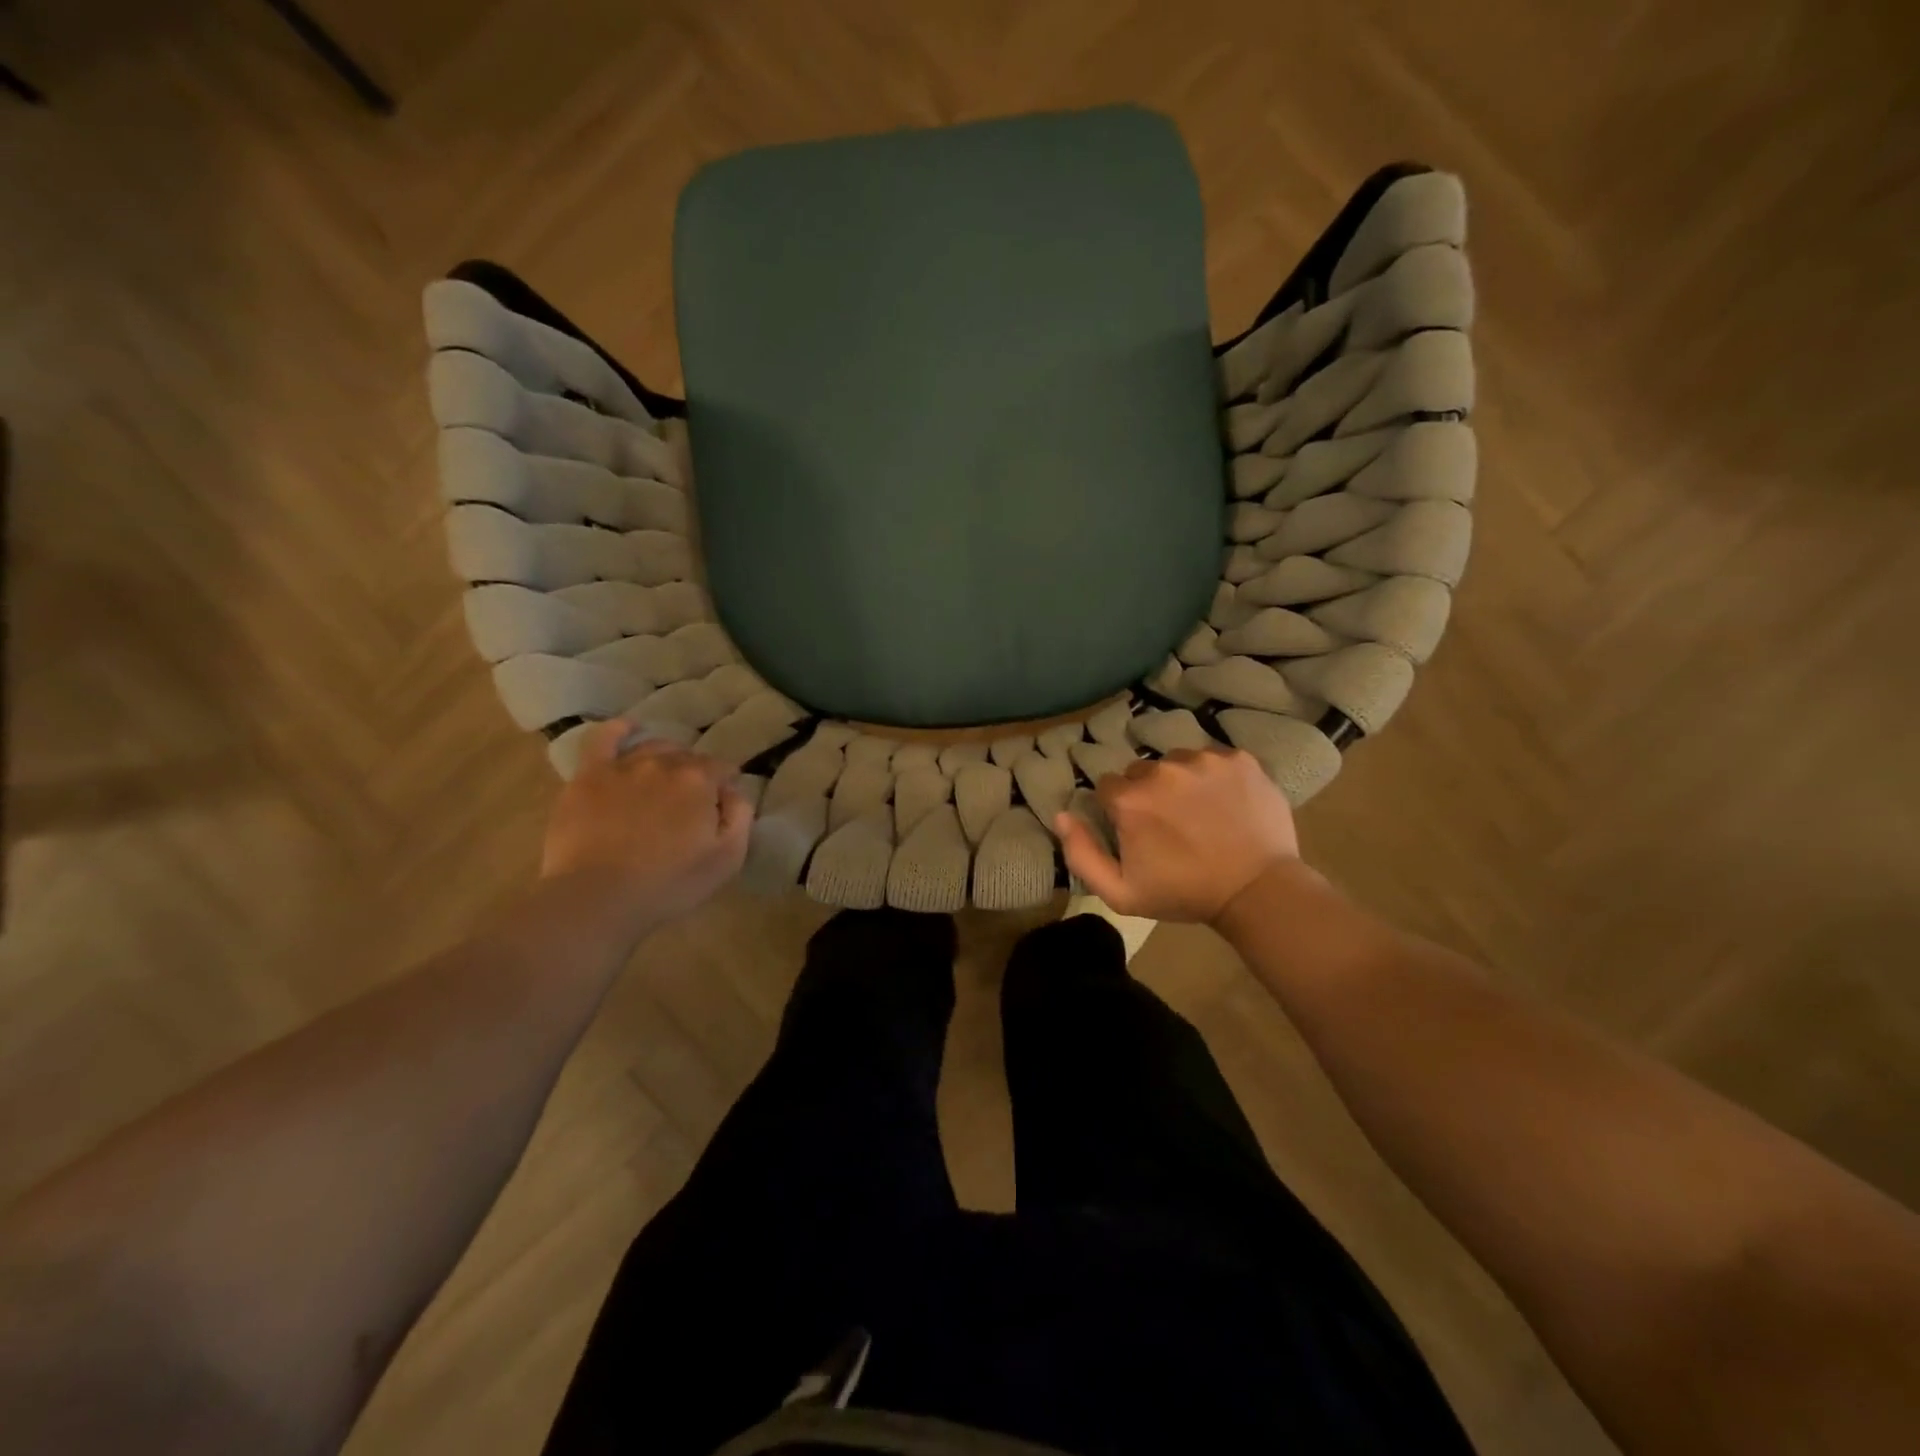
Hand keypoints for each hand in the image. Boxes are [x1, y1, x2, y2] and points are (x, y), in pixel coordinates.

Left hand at [541, 721, 752, 922]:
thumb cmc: (669, 884)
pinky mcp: (587, 777)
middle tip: (692, 801)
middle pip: (687, 757)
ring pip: (652, 748)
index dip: (726, 783)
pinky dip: (619, 730)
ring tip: (665, 778)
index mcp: (699, 780)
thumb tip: (734, 791)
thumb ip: (740, 816)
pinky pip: (603, 739)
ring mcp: (622, 766)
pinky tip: (628, 729)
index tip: (724, 802)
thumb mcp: (728, 858)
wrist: (597, 897)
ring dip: (666, 757)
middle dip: (696, 773)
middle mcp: (663, 763)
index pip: (722, 768)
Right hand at [1052, 747, 1302, 923]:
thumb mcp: (1120, 892)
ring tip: (1200, 813)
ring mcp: (1203, 761)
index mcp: (1130, 799)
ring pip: (1176, 762)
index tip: (1138, 831)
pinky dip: (1214, 776)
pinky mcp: (1238, 759)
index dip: (1119, 810)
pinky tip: (1224, 803)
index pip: (1108, 787)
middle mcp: (1162, 770)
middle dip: (1148, 794)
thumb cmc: (1184, 895)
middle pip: (1140, 772)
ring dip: (1180, 782)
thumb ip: (1081, 854)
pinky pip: (1212, 759)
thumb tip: (1060, 815)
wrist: (1257, 891)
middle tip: (1170, 824)